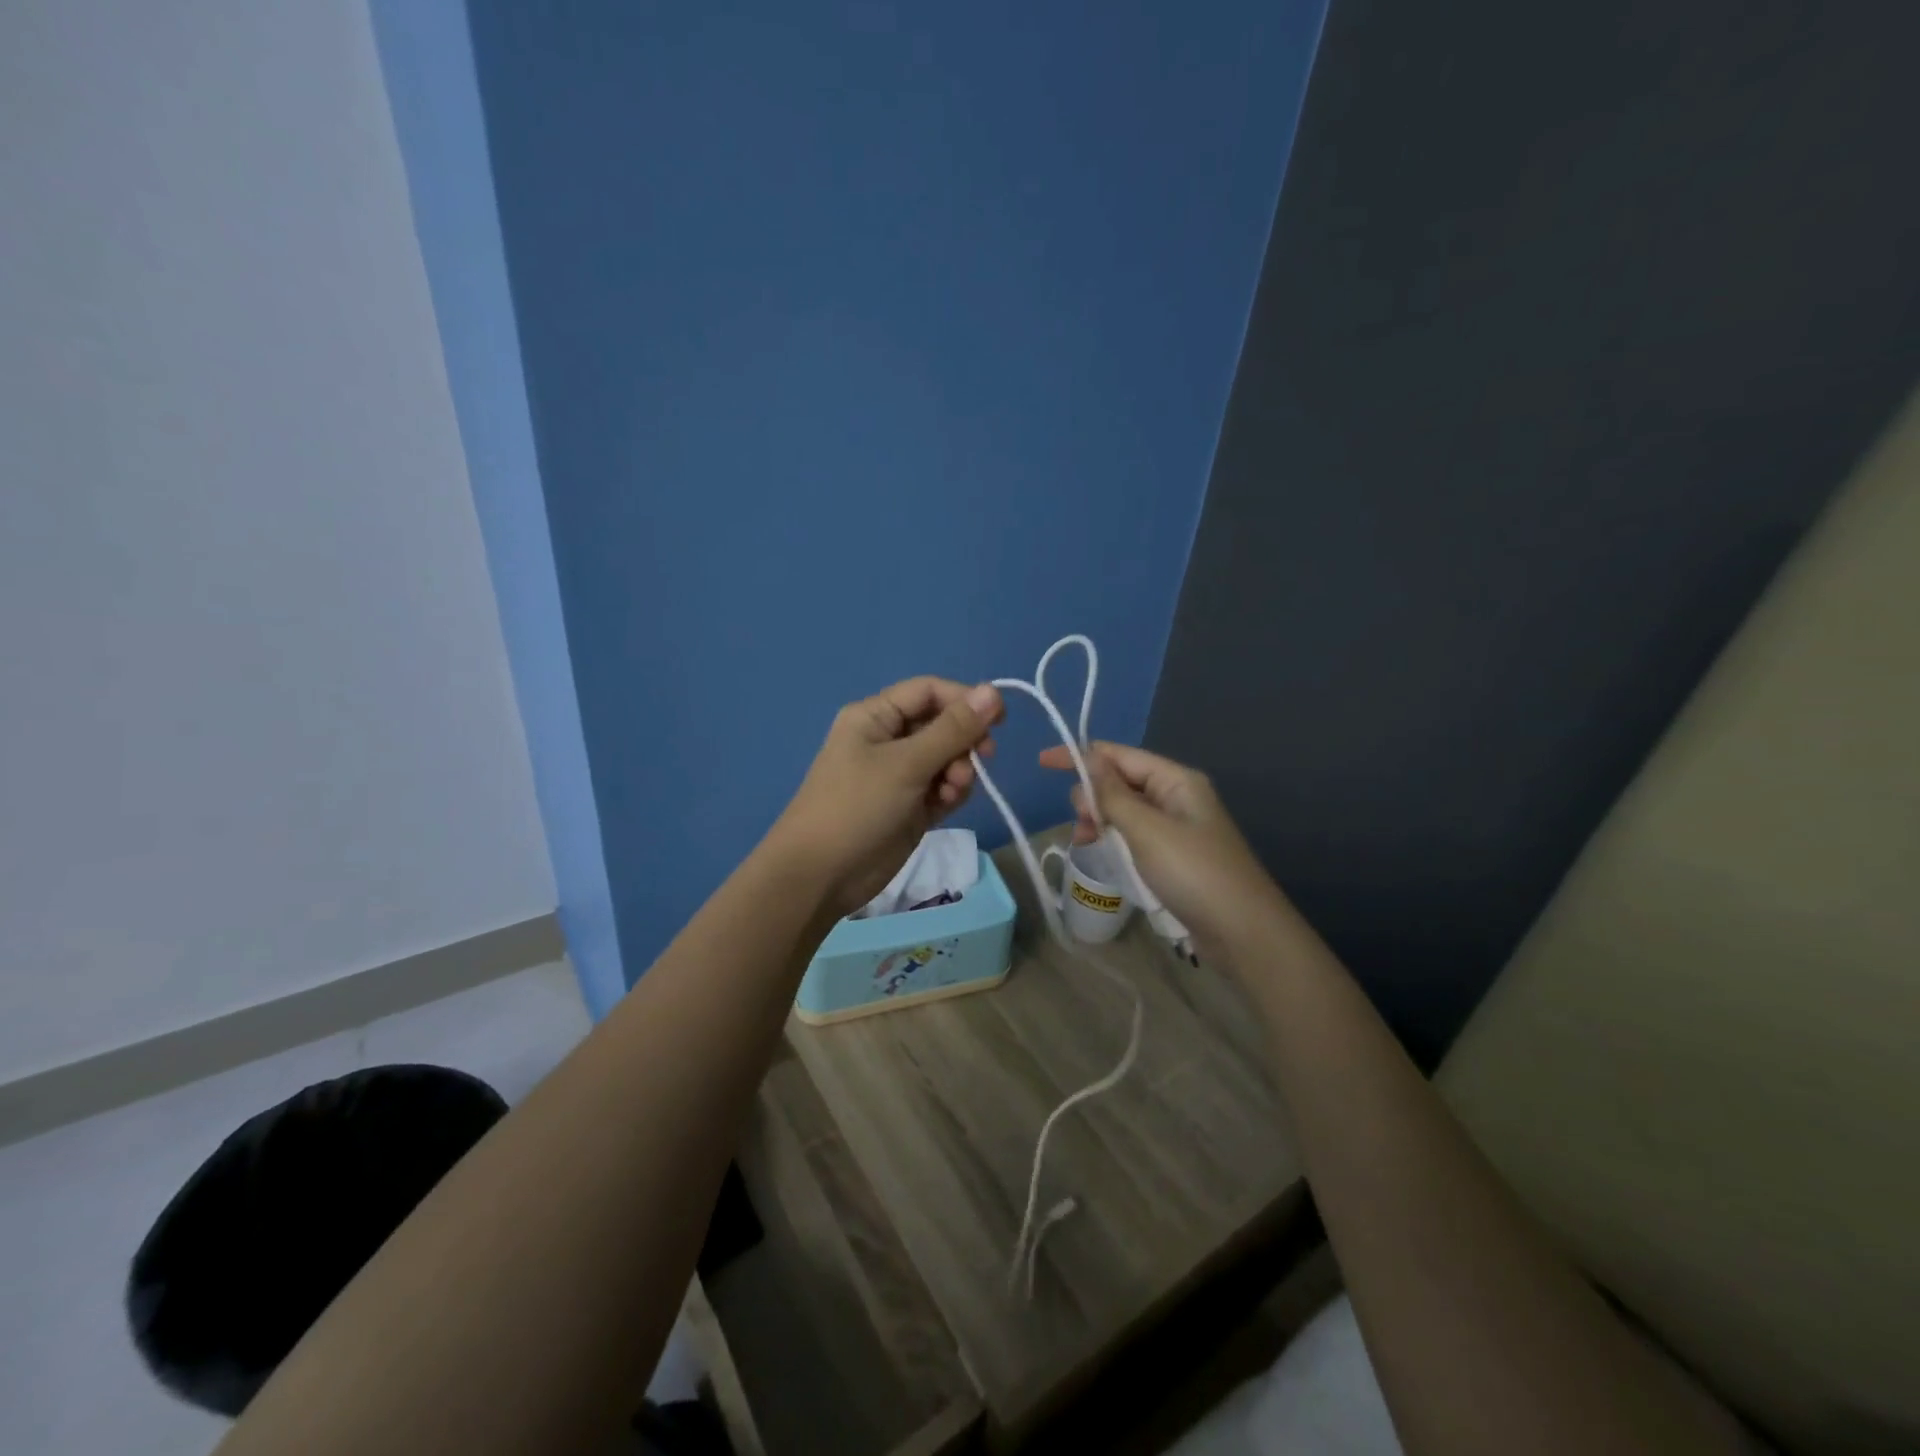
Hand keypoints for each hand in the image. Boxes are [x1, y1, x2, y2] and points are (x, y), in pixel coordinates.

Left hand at [773, 677, 1003, 918]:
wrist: (821, 876)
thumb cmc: (857, 806)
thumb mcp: (906, 763)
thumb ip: (953, 729)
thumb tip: (994, 691)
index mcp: (876, 716)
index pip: (929, 691)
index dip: (965, 699)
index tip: (999, 719)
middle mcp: (888, 739)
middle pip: (943, 724)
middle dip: (963, 741)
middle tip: (982, 759)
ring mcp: (899, 775)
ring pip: (948, 758)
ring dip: (959, 770)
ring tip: (952, 791)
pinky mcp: (910, 806)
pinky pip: (943, 787)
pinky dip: (952, 792)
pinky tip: (946, 804)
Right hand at [1038, 741, 1282, 953]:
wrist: (1243, 932)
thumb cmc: (1194, 873)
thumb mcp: (1147, 830)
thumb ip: (1112, 795)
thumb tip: (1087, 762)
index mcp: (1176, 780)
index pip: (1119, 755)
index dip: (1081, 756)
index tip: (1042, 762)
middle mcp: (1176, 797)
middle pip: (1121, 782)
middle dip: (1092, 795)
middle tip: (1081, 824)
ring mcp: (1177, 828)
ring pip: (1124, 812)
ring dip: (1101, 821)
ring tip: (1084, 843)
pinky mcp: (1174, 857)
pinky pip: (1134, 837)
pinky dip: (1114, 841)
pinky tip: (1101, 855)